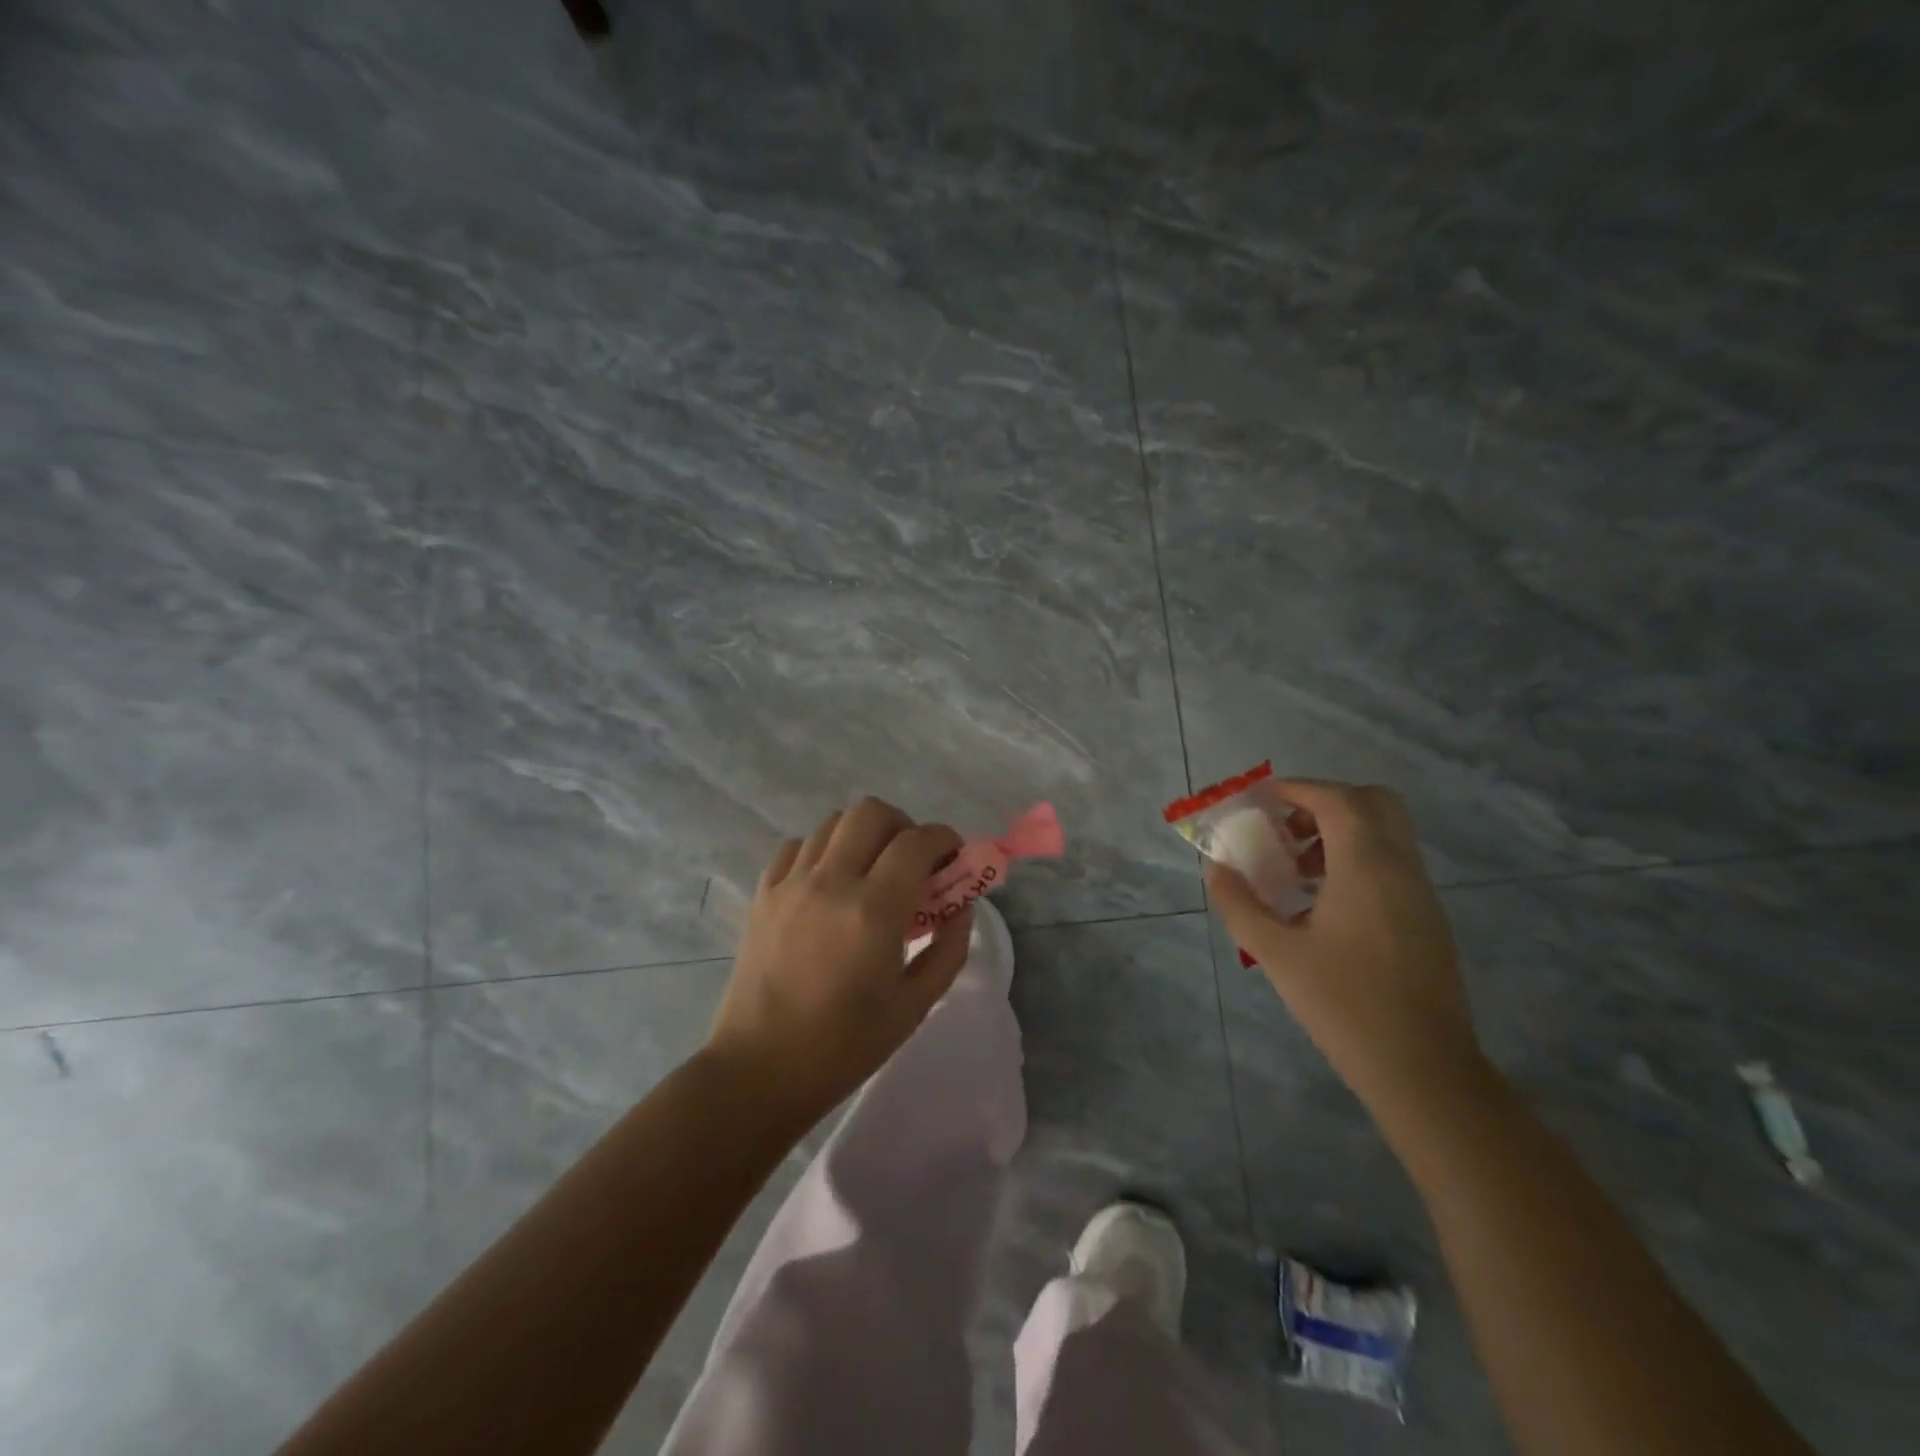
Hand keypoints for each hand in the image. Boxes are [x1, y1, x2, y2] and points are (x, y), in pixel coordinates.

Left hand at [706, 797, 973, 1128]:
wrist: (760, 1070)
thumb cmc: (845, 1046)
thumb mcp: (914, 1005)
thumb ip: (948, 948)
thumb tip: (961, 907)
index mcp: (873, 910)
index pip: (917, 842)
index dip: (944, 839)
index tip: (954, 857)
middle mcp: (830, 882)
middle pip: (872, 813)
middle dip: (903, 825)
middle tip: (913, 861)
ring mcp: (791, 883)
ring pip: (833, 822)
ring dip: (863, 835)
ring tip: (872, 871)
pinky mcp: (763, 893)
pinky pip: (797, 847)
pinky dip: (822, 851)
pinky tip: (830, 883)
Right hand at [1206, 780, 1485, 1114]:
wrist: (1423, 1070)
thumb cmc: (1344, 1005)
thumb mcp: (1276, 953)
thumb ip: (1239, 904)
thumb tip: (1215, 868)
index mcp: (1366, 867)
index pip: (1336, 799)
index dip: (1296, 789)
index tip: (1259, 800)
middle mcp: (1400, 868)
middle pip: (1373, 802)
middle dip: (1324, 802)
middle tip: (1285, 828)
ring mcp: (1420, 894)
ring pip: (1385, 833)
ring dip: (1339, 832)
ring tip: (1295, 870)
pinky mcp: (1427, 919)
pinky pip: (1391, 864)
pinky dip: (1356, 860)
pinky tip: (1322, 905)